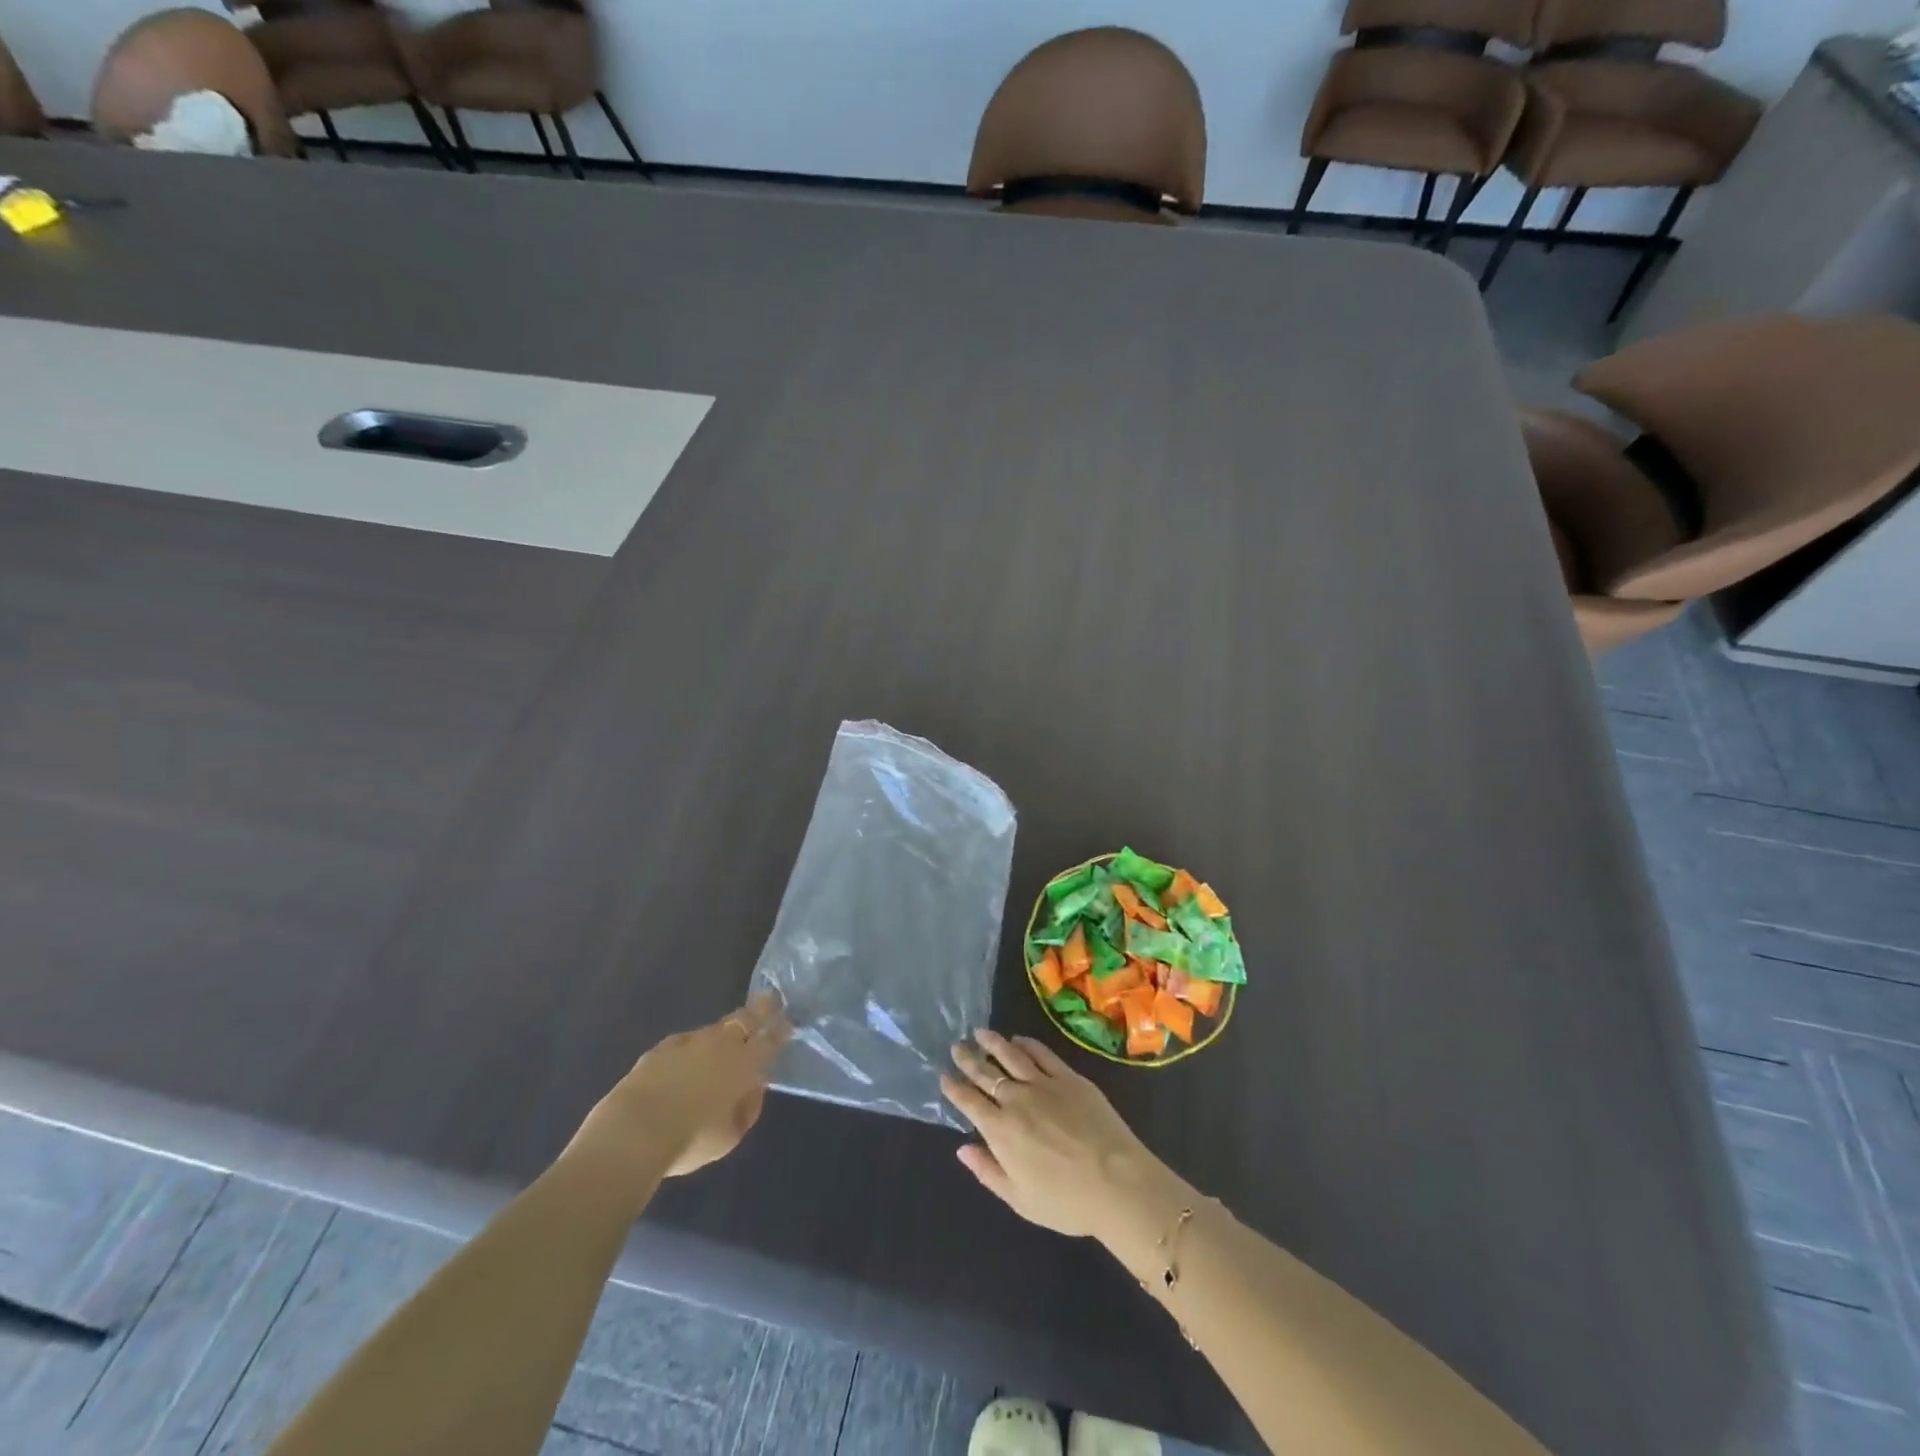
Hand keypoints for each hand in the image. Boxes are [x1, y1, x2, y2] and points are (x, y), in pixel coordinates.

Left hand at [570, 992, 790, 1184]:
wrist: (632, 1132)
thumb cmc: (690, 1139)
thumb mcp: (731, 1135)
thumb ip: (747, 1107)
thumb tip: (751, 1088)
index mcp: (744, 1064)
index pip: (770, 1040)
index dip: (781, 1031)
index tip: (789, 1022)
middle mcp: (720, 1045)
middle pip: (745, 1019)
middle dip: (760, 1009)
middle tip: (770, 998)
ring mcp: (689, 1042)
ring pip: (715, 1028)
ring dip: (726, 1029)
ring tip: (730, 1032)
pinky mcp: (661, 1048)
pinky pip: (686, 1041)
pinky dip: (694, 1045)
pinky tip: (689, 1055)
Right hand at [941, 1030, 1176, 1241]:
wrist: (1117, 1182)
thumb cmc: (1066, 1201)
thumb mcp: (1019, 1199)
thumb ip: (988, 1171)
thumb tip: (962, 1149)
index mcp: (1000, 1130)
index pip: (969, 1101)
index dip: (954, 1087)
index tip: (944, 1076)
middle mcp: (1016, 1099)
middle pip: (986, 1072)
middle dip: (968, 1058)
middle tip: (957, 1046)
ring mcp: (1044, 1083)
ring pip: (1011, 1055)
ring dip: (993, 1042)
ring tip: (980, 1033)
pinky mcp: (1069, 1076)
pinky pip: (1042, 1053)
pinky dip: (1027, 1044)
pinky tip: (1019, 1039)